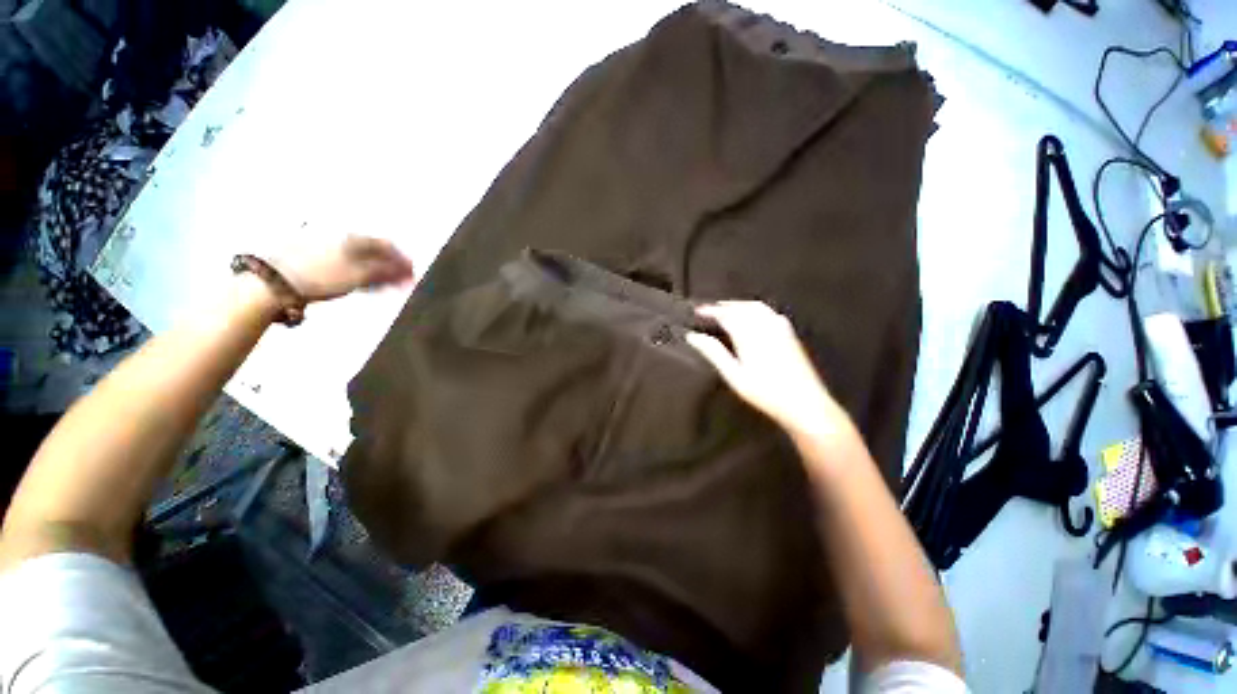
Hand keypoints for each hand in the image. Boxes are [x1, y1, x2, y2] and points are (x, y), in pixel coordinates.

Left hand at [271, 235, 414, 302]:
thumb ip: (385, 273)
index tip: (412, 275)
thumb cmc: (319, 277)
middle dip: (390, 268)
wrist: (272, 282)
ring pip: (359, 259)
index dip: (402, 260)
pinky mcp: (312, 258)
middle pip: (373, 252)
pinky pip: (345, 264)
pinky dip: (359, 274)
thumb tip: (406, 272)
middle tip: (401, 284)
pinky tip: (363, 285)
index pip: (386, 245)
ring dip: (376, 273)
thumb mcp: (358, 276)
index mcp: (351, 237)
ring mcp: (324, 247)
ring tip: (385, 288)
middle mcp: (339, 237)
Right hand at [685, 301, 850, 442]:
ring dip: (740, 305)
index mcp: (749, 334)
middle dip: (724, 306)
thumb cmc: (764, 392)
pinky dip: (755, 309)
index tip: (697, 311)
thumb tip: (693, 337)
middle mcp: (765, 325)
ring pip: (757, 307)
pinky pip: (769, 312)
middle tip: (710, 309)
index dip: (711, 310)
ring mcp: (780, 328)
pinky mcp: (789, 333)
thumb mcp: (734, 375)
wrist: (804, 402)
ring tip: (727, 309)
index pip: (726, 314)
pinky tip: (753, 316)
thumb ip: (713, 352)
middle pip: (742, 307)